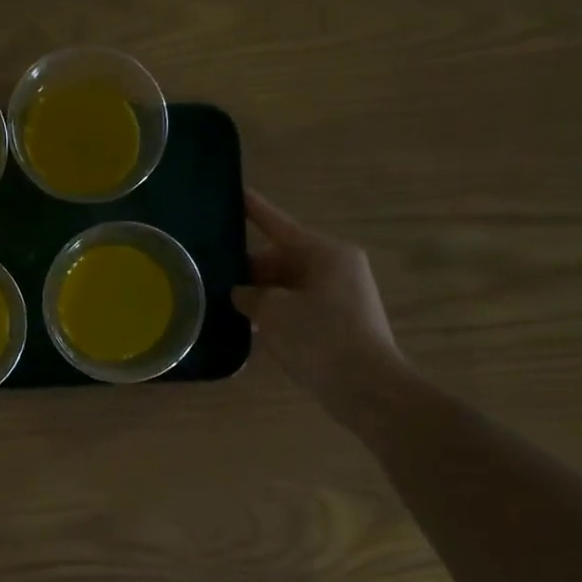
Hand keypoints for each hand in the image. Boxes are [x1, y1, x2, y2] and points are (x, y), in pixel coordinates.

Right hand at [234, 191, 408, 428]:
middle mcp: (337, 266)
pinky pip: (300, 304)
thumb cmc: (318, 338)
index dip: (255, 210)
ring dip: (262, 293)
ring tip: (226, 304)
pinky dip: (277, 311)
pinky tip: (251, 327)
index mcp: (325, 253)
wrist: (365, 387)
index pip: (280, 224)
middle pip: (284, 257)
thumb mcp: (272, 312)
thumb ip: (250, 296)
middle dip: (251, 268)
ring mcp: (342, 294)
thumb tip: (242, 294)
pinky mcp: (341, 320)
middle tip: (215, 278)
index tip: (238, 193)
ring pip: (291, 283)